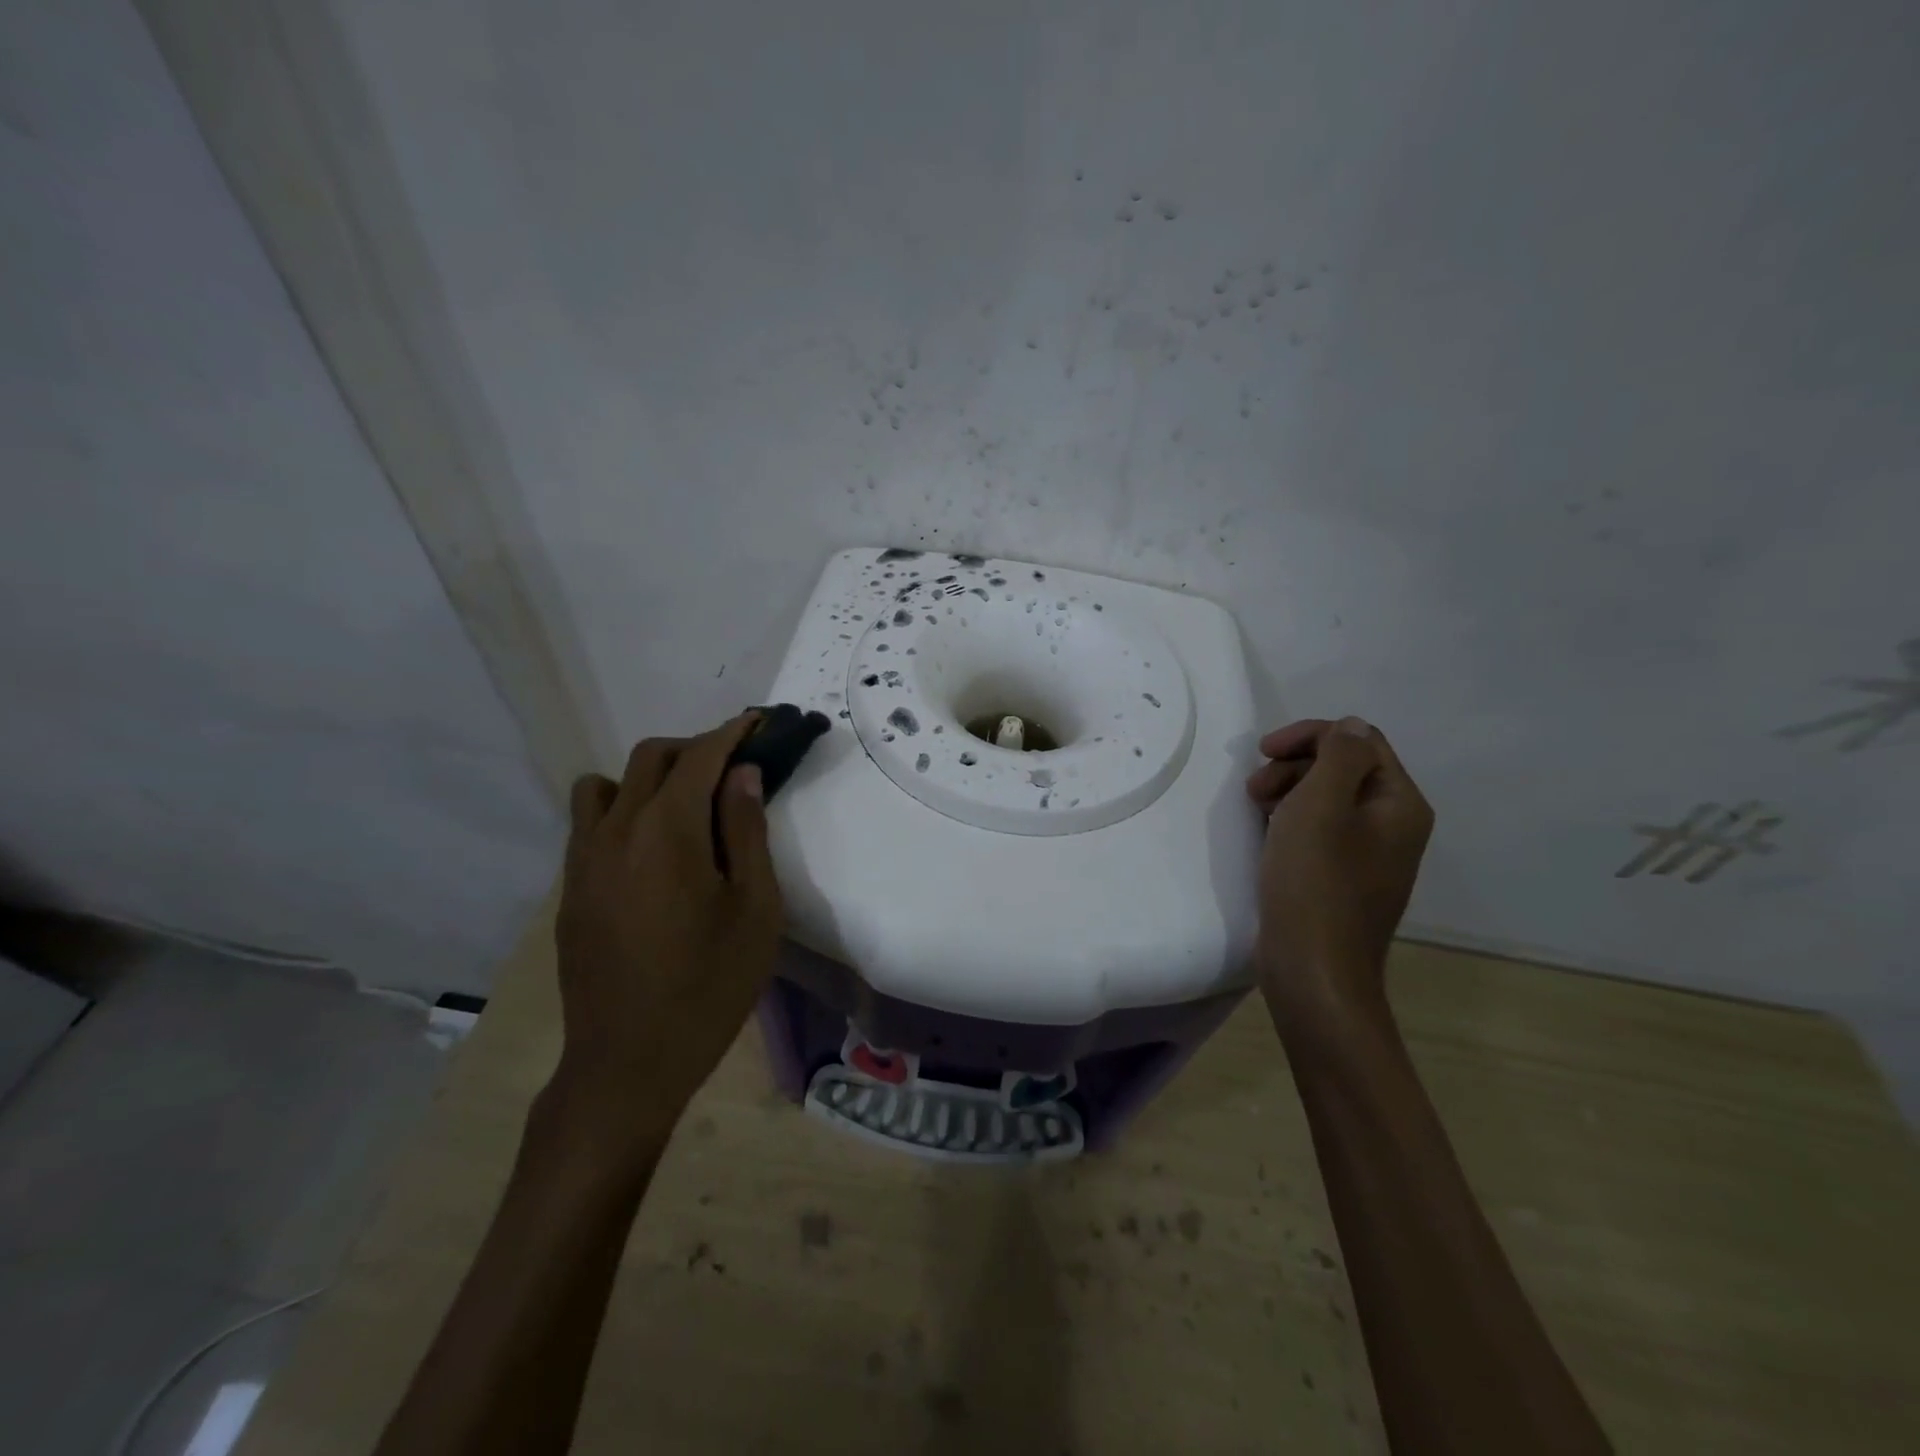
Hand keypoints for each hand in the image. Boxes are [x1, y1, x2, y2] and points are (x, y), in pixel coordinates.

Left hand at [549, 713, 783, 1144]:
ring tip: (686, 807)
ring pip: (607, 784)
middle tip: (735, 767)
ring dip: (650, 776)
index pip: (701, 757)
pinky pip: (590, 822)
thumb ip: (748, 832)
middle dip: (696, 747)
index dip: (733, 732)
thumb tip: (743, 774)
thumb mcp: (755, 910)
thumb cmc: (709, 986)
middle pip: (651, 757)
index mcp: (668, 832)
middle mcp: (616, 831)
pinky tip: (653, 851)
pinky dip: (623, 809)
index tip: (760, 722)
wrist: (629, 1062)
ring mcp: (583, 859)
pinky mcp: (570, 888)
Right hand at [1244, 717, 1432, 1026]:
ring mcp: (1370, 855)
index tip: (1262, 750)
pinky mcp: (1343, 878)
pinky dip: (1291, 821)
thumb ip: (1339, 755)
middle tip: (1254, 788)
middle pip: (1344, 768)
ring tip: (1254, 810)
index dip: (1309, 736)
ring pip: (1328, 799)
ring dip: (1288, 791)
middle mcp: (1394, 825)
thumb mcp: (1321, 804)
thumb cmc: (1315, 881)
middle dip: (1294, 766)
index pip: (1360, 741)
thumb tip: (1350, 727)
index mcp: (1400, 804)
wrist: (1313, 969)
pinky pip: (1320, 830)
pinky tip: (1267, 834)